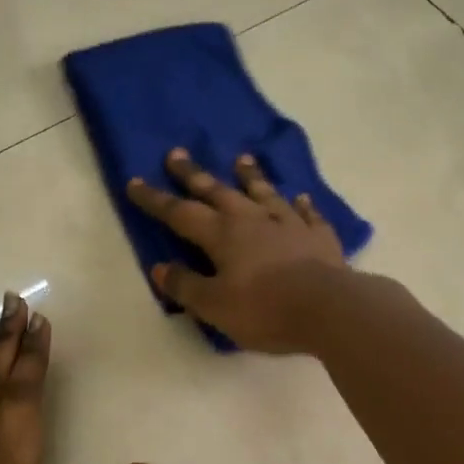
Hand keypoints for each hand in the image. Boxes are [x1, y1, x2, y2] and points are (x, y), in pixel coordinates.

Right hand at [127, 147, 348, 352]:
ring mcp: (289, 224)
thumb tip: (160, 268)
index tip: (134, 182)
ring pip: (264, 193)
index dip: (155, 199)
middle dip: (194, 175)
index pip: (180, 213)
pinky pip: (307, 214)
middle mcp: (252, 220)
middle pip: (218, 192)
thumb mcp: (215, 306)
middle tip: (177, 154)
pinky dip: (301, 205)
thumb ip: (186, 286)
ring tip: (242, 159)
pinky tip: (301, 199)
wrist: (328, 308)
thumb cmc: (264, 310)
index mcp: (222, 235)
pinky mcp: (318, 236)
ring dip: (251, 176)